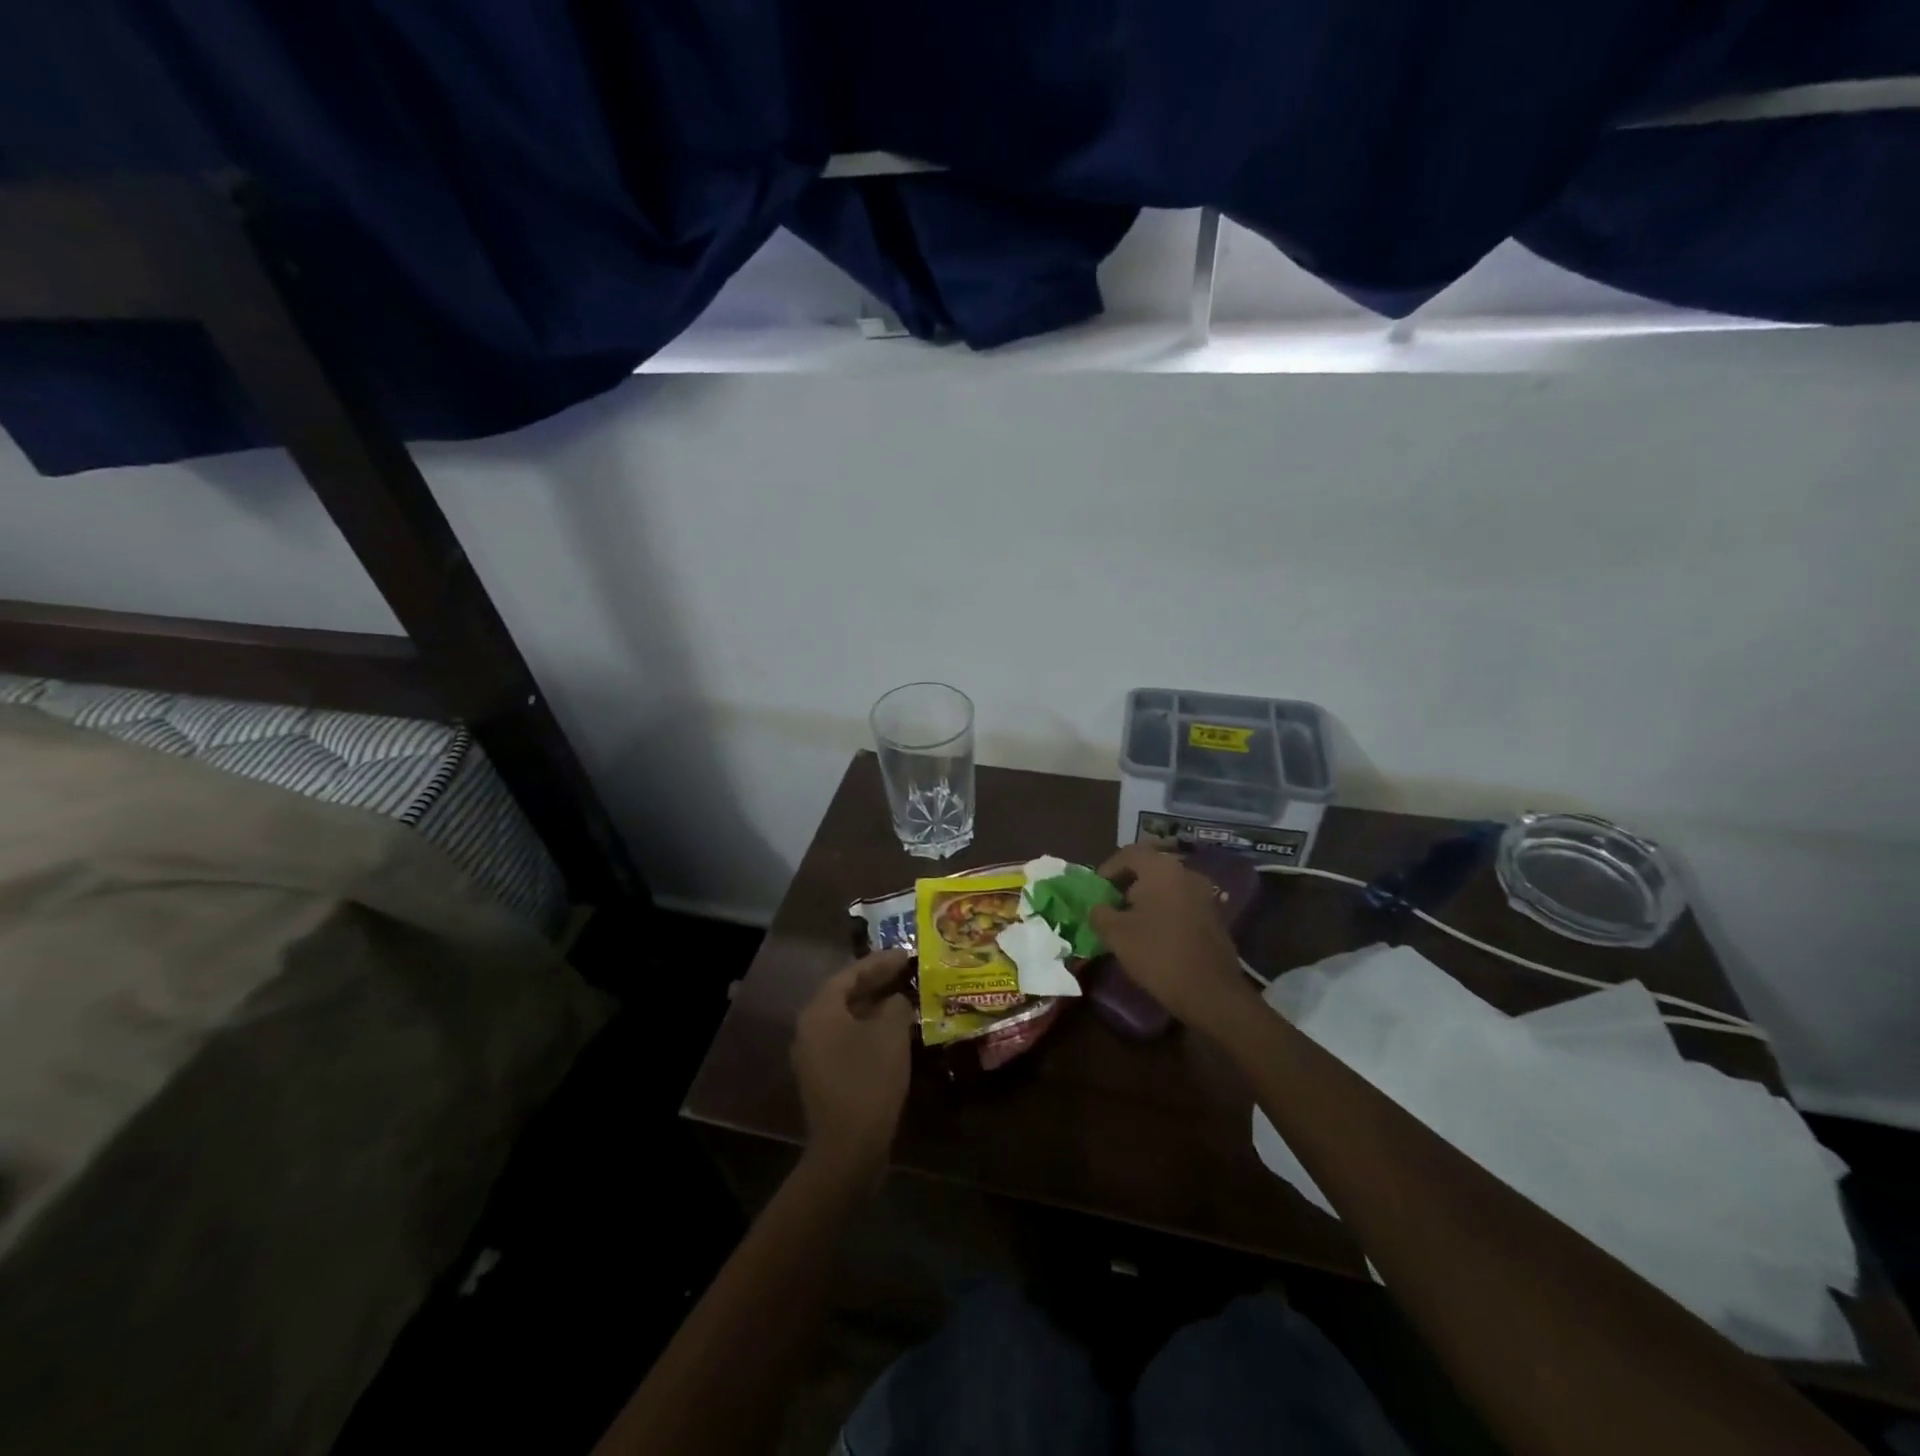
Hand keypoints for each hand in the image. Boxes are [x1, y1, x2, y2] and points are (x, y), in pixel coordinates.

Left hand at [792, 949, 915, 1177]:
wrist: (848, 1149)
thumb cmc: (868, 1080)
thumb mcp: (890, 1034)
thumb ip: (895, 1006)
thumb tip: (896, 1001)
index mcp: (819, 1012)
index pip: (850, 974)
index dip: (879, 962)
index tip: (906, 954)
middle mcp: (809, 1029)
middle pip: (845, 995)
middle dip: (876, 982)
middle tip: (906, 971)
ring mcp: (814, 1057)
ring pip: (847, 1019)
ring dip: (875, 1007)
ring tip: (905, 997)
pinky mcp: (825, 1079)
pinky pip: (848, 1041)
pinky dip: (870, 1031)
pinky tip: (895, 1033)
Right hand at [1088, 845, 1254, 1032]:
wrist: (1211, 992)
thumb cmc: (1158, 954)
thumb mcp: (1116, 934)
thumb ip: (1100, 913)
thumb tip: (1097, 908)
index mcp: (1161, 869)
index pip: (1129, 853)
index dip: (1107, 869)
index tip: (1096, 891)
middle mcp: (1186, 873)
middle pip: (1149, 868)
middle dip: (1126, 885)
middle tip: (1111, 907)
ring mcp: (1204, 894)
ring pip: (1166, 886)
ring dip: (1146, 899)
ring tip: (1130, 923)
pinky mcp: (1213, 916)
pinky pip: (1180, 903)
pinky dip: (1164, 911)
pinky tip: (1154, 935)